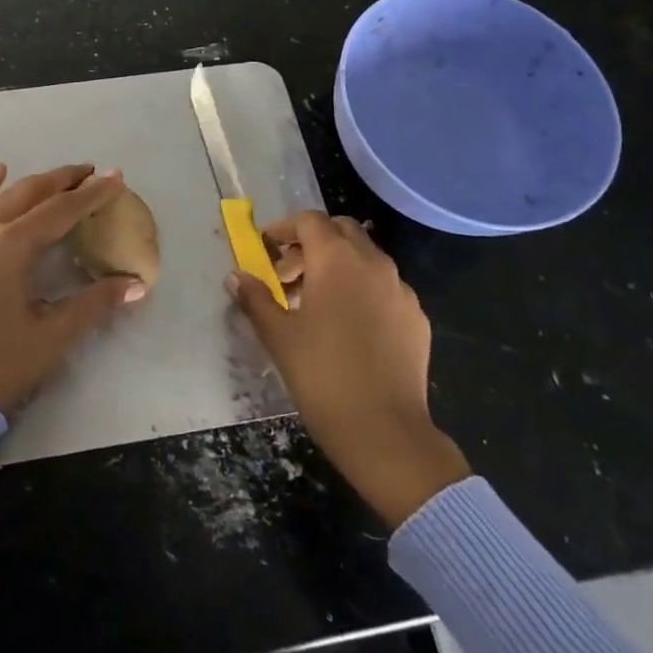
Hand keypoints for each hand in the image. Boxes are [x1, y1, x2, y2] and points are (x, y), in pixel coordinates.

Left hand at [0, 163, 147, 415]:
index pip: (60, 210)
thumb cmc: (0, 365)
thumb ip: (95, 302)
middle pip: (30, 193)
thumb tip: (136, 284)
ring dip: (34, 182)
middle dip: (64, 180)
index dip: (91, 194)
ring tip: (61, 175)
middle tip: (94, 172)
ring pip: (3, 196)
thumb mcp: (53, 334)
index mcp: (11, 247)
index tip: (116, 177)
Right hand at [229, 211, 469, 526]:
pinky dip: (362, 289)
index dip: (283, 228)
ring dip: (337, 265)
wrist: (385, 432)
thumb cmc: (322, 375)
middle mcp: (373, 263)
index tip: (265, 249)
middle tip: (288, 274)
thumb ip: (255, 298)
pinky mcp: (417, 317)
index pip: (308, 220)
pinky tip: (348, 327)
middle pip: (341, 230)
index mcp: (336, 259)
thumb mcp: (278, 335)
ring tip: (314, 303)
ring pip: (366, 258)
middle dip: (312, 242)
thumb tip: (236, 276)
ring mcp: (401, 290)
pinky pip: (385, 287)